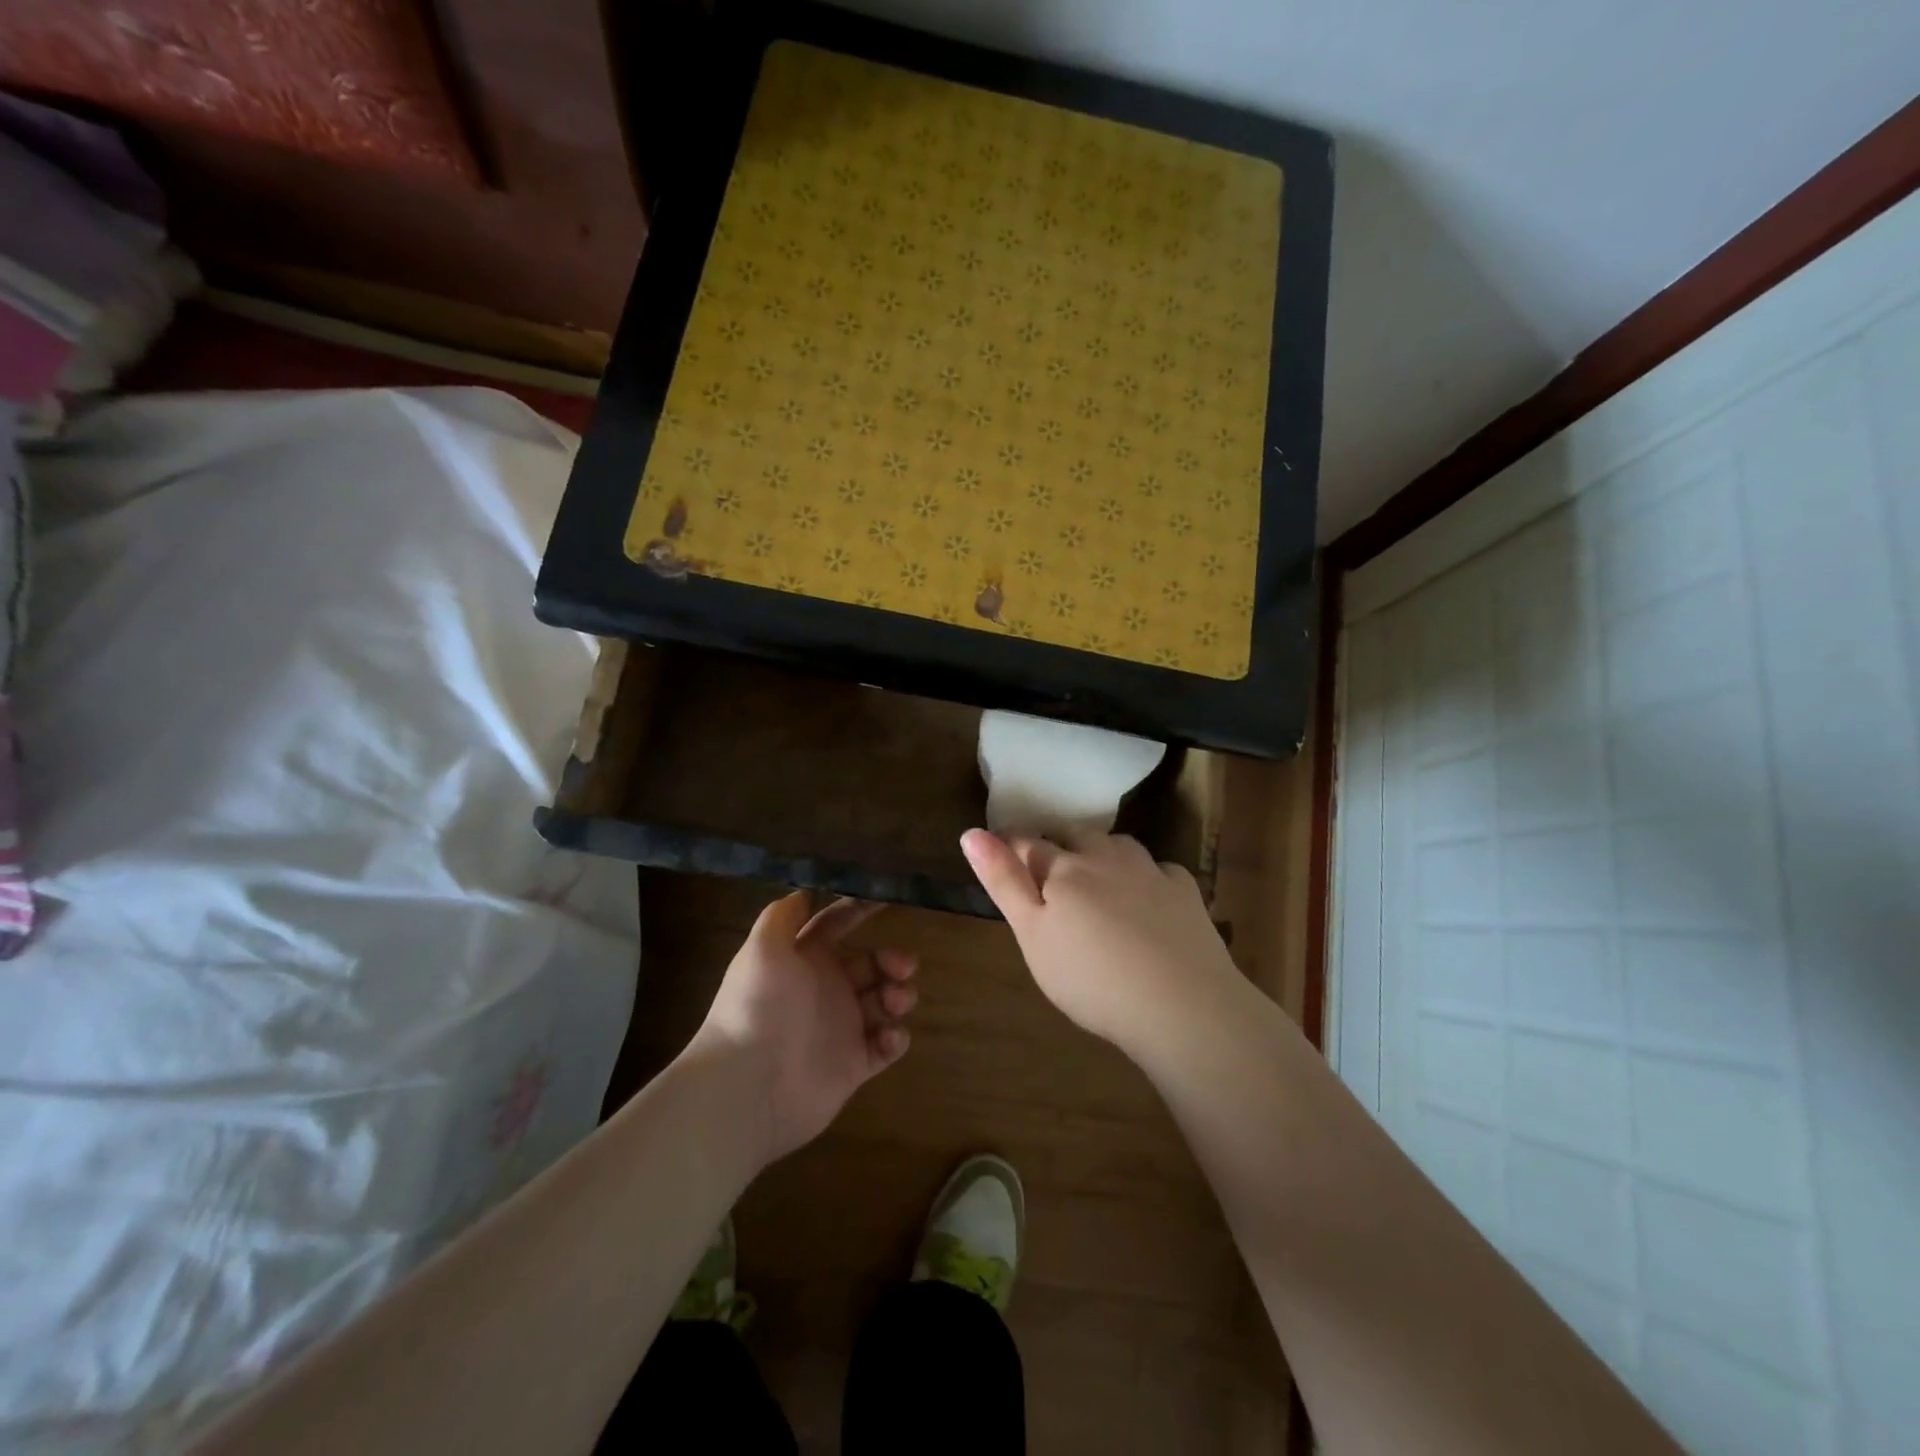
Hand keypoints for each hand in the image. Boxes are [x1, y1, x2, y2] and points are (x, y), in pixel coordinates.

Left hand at [692, 892, 917, 1164]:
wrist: (747, 1087)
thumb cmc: (758, 1007)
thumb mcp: (762, 948)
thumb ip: (783, 915)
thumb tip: (804, 889)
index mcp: (804, 959)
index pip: (836, 925)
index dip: (860, 909)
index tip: (889, 897)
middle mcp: (824, 989)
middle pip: (870, 964)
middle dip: (892, 959)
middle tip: (905, 966)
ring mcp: (841, 1028)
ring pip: (884, 1002)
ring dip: (899, 995)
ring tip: (897, 1002)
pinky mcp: (853, 1065)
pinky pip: (885, 1047)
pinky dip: (895, 1039)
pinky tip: (888, 1037)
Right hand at [961, 829, 1240, 1053]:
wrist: (1181, 1005)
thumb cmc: (1091, 978)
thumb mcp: (1032, 936)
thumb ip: (1004, 882)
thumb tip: (972, 832)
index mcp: (1063, 870)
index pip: (1028, 844)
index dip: (1009, 843)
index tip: (997, 848)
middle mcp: (1106, 858)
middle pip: (1074, 834)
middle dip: (1056, 840)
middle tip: (1047, 863)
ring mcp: (1149, 871)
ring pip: (1118, 844)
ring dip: (1101, 850)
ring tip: (1095, 871)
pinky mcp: (1184, 891)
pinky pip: (1159, 869)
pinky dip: (1146, 874)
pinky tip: (1148, 893)